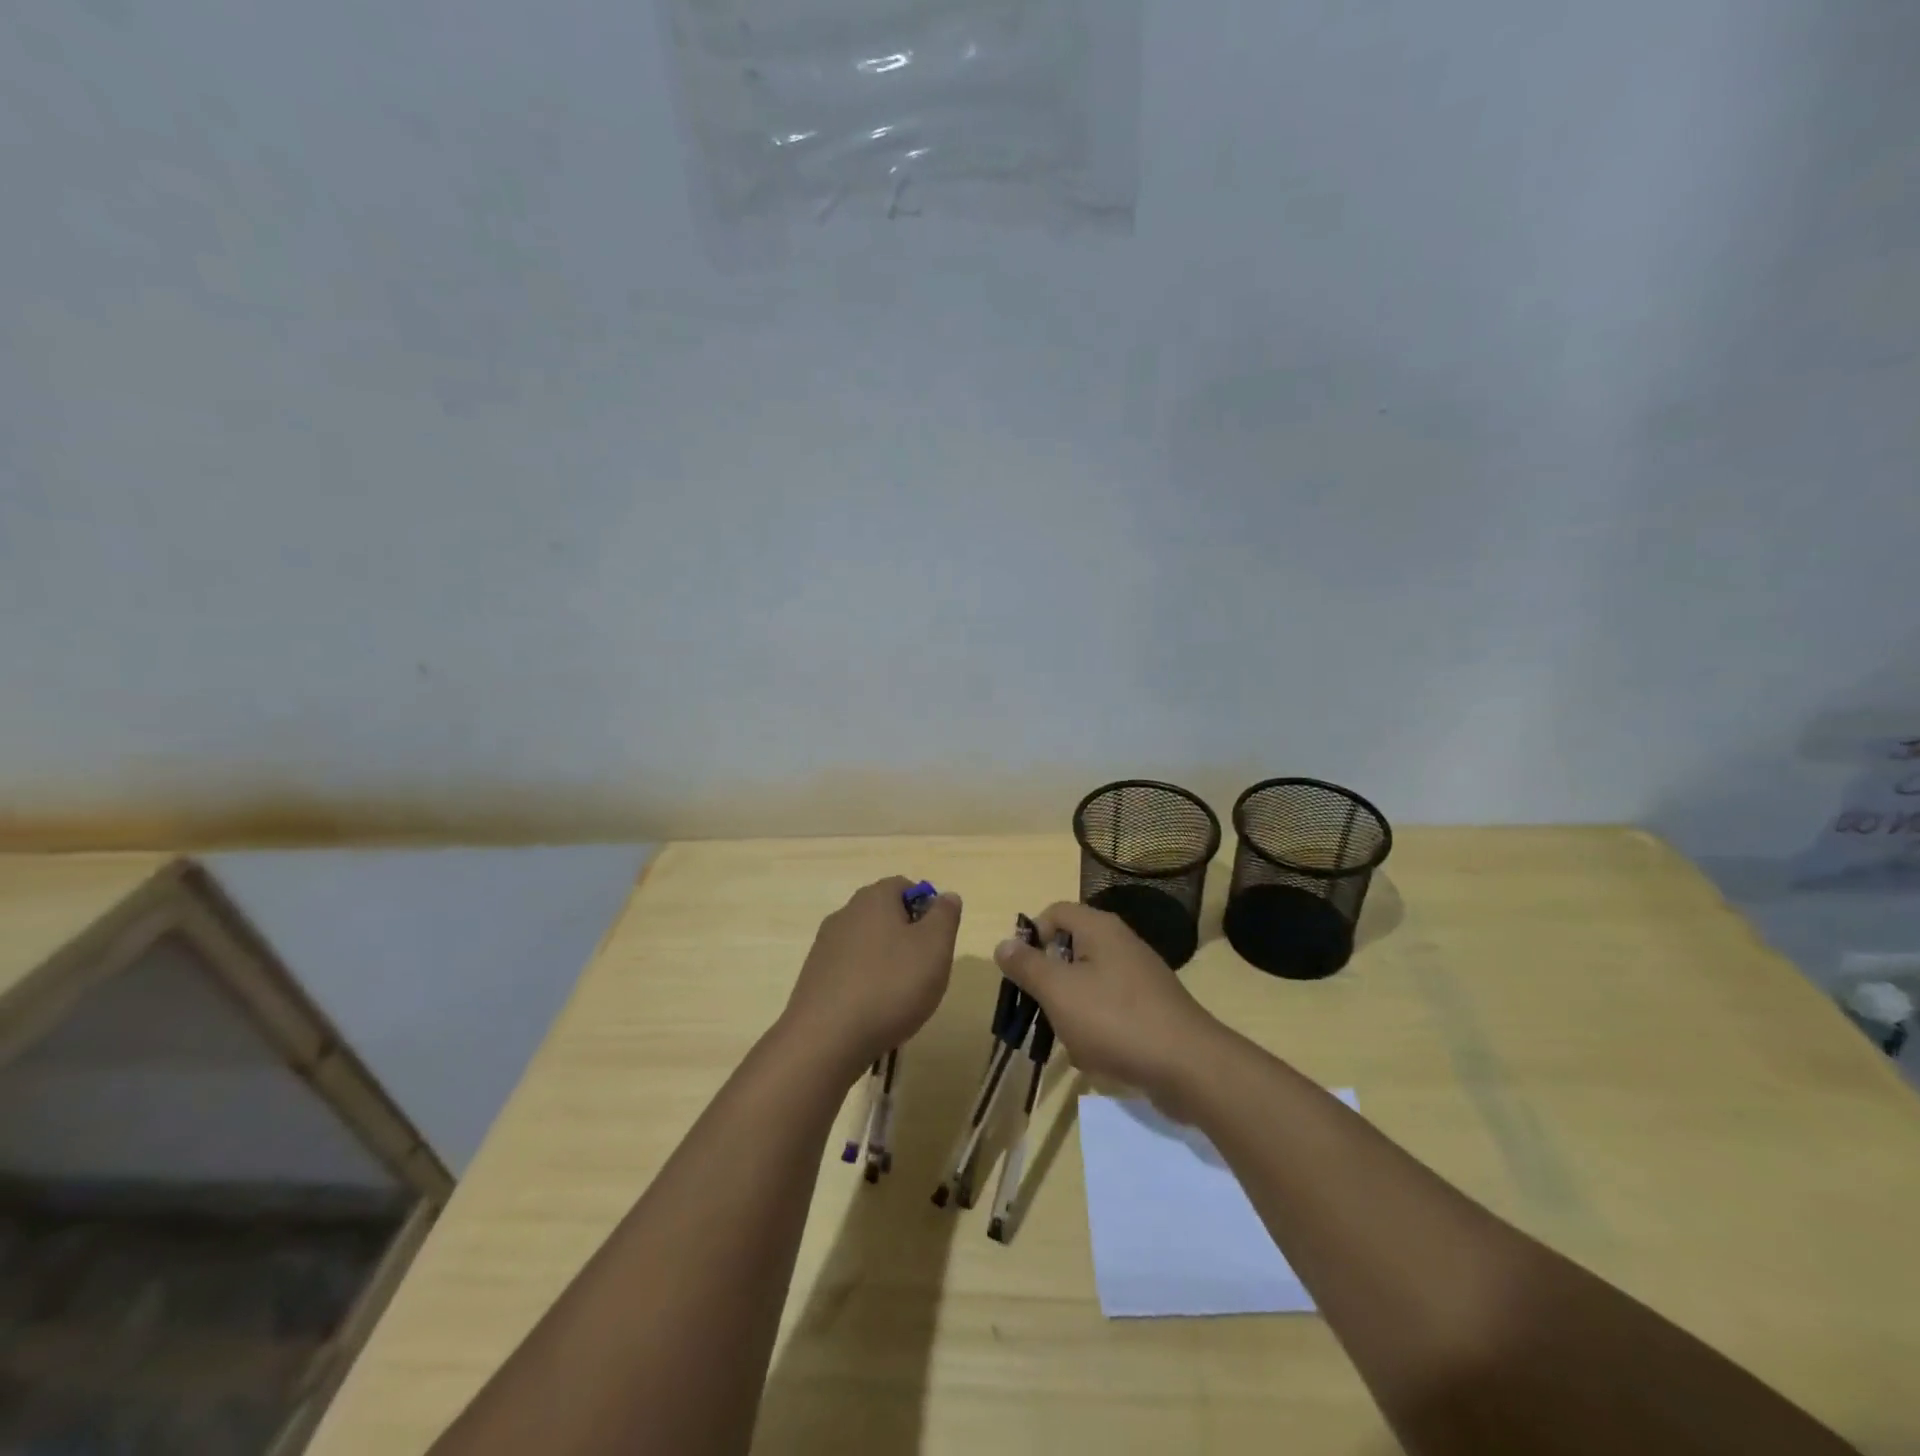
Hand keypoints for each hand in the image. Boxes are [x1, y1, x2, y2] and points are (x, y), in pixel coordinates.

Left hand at [782, 877, 961, 1078]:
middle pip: (884, 914)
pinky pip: (849, 970)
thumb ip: (945, 916)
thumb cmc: (890, 985)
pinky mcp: (814, 977)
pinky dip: (865, 983)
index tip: (937, 941)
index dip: (926, 908)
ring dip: (886, 961)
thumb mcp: (934, 948)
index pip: (904, 886)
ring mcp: (825, 946)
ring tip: (900, 996)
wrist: (826, 1039)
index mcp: (874, 898)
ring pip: (867, 943)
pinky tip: (873, 1011)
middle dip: (907, 937)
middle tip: (924, 970)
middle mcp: (845, 913)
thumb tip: (946, 896)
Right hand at [993, 900, 1222, 1101]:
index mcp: (1100, 928)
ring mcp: (1140, 977)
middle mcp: (1121, 944)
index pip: (1055, 912)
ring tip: (1070, 1039)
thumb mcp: (1058, 991)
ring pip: (1088, 984)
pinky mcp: (1151, 1009)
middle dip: (1050, 982)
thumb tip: (1003, 943)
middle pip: (1071, 949)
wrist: (1189, 1066)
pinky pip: (1111, 1010)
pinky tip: (1096, 1056)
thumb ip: (1027, 966)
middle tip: (1040, 1010)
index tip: (1022, 972)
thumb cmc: (1115, 1019)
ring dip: (1071, 1011)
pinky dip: (1097, 1029)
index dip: (1032, 936)